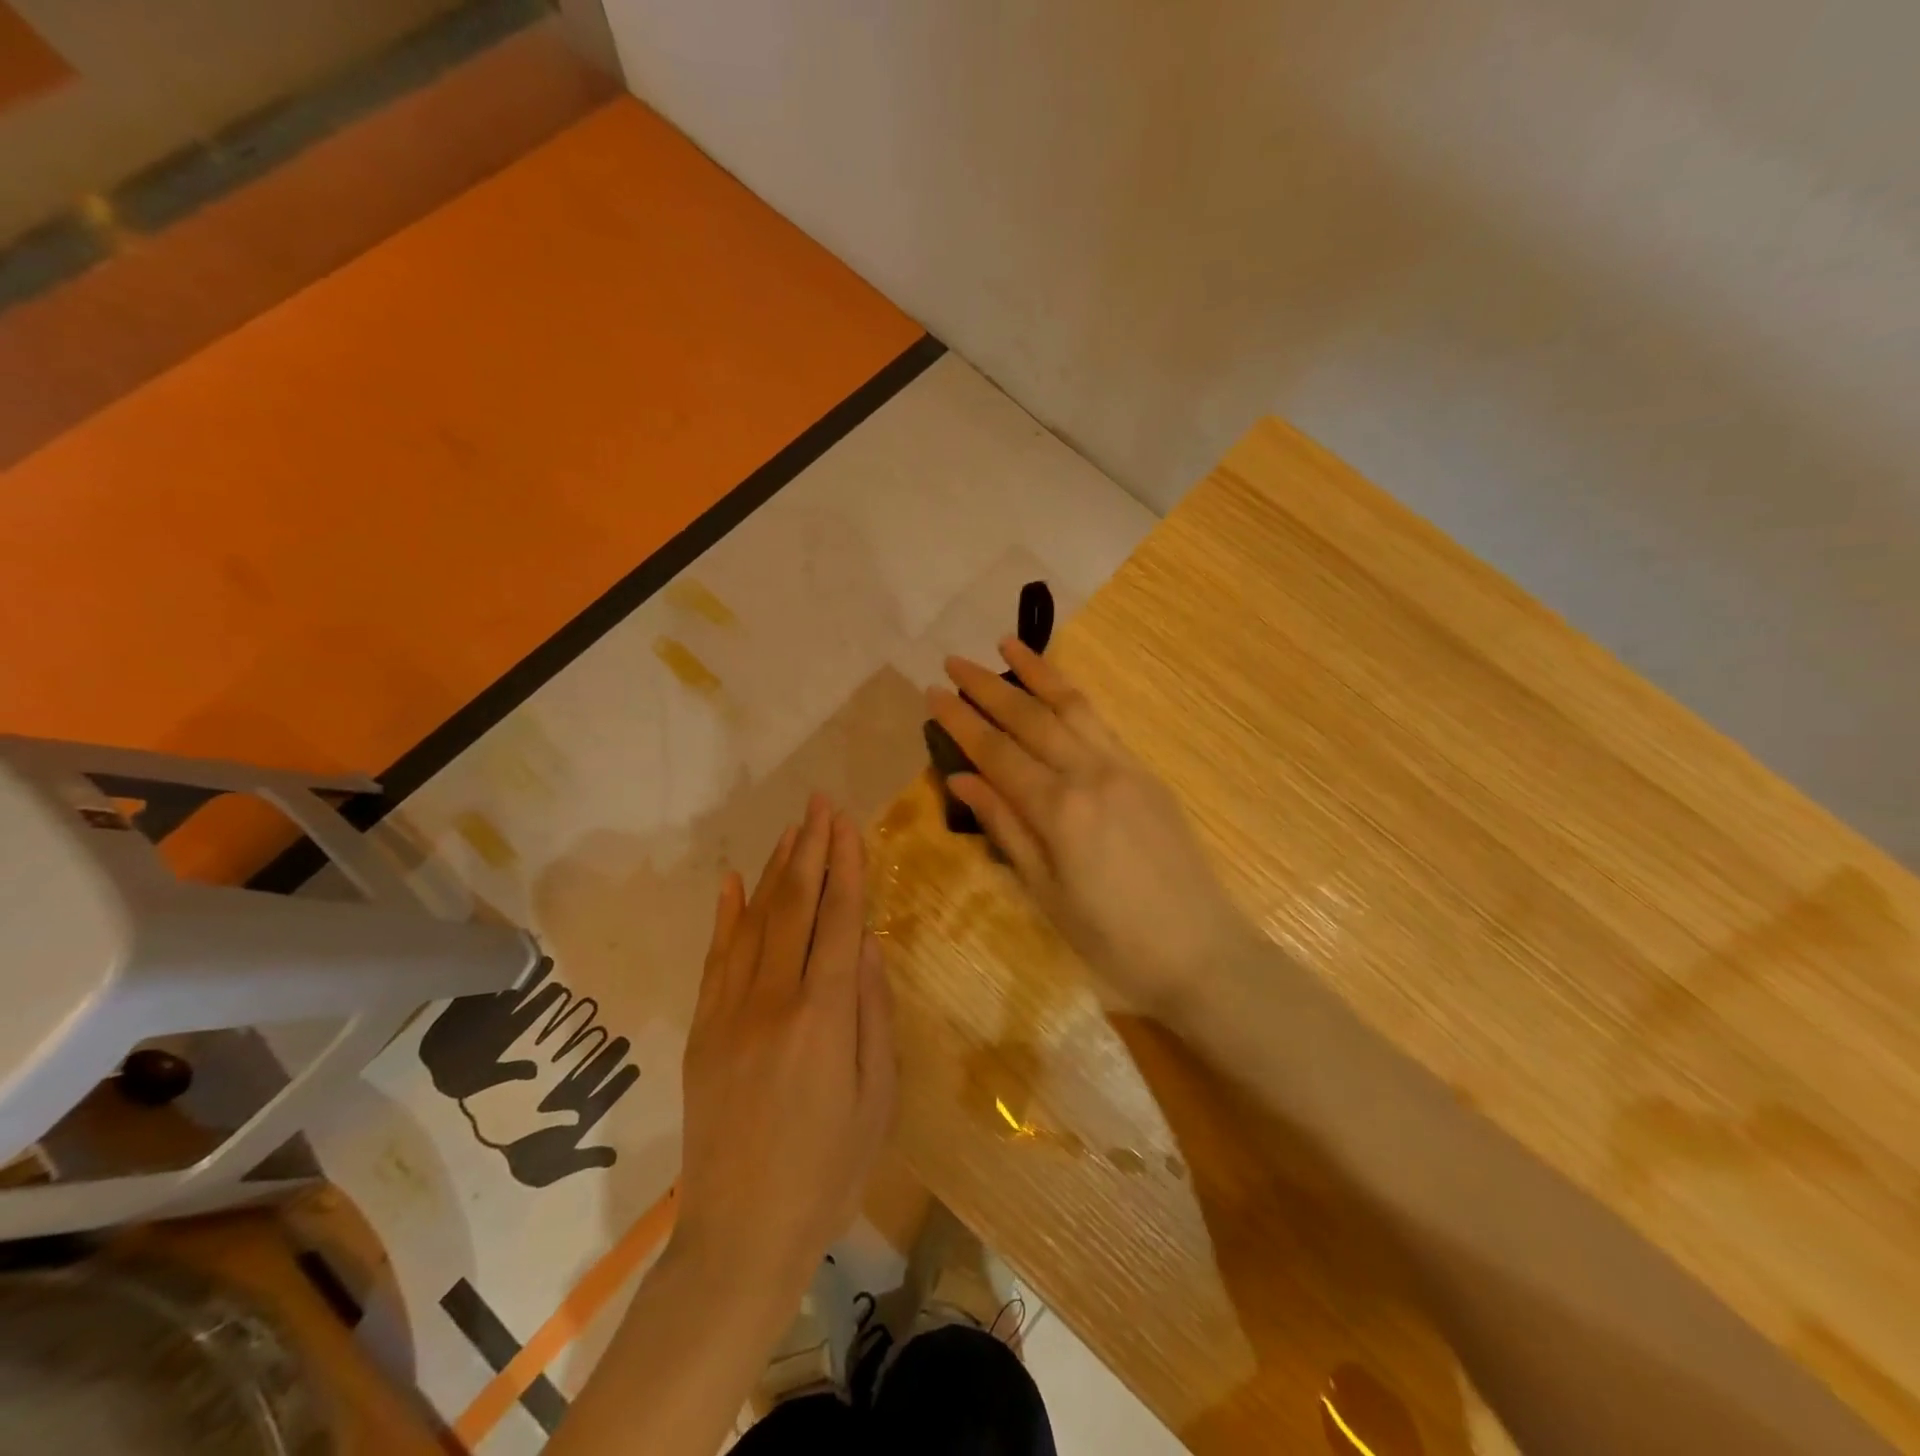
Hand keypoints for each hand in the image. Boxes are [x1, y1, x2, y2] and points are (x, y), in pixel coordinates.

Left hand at [673, 795, 896, 1293]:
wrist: (740, 1236)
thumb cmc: (829, 1172)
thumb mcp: (877, 1099)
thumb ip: (874, 1015)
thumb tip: (870, 946)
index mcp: (825, 1016)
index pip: (840, 920)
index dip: (847, 866)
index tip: (848, 822)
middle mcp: (774, 999)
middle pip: (796, 906)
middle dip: (812, 849)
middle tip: (820, 803)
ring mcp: (730, 1011)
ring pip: (756, 921)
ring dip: (777, 871)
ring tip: (793, 830)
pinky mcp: (703, 1030)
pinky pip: (716, 958)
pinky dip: (726, 915)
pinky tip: (734, 882)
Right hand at [927, 640, 1258, 1017]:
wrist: (1200, 951)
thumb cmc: (1112, 938)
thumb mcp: (1045, 891)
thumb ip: (1005, 826)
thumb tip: (963, 777)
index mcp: (1059, 809)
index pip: (997, 752)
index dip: (961, 721)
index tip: (933, 693)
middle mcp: (1090, 773)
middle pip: (1030, 718)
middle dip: (988, 687)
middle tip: (953, 661)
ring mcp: (1124, 767)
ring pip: (1071, 707)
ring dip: (1036, 673)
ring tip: (1006, 645)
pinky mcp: (1146, 773)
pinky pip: (1101, 723)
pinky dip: (1073, 698)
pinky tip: (1057, 689)